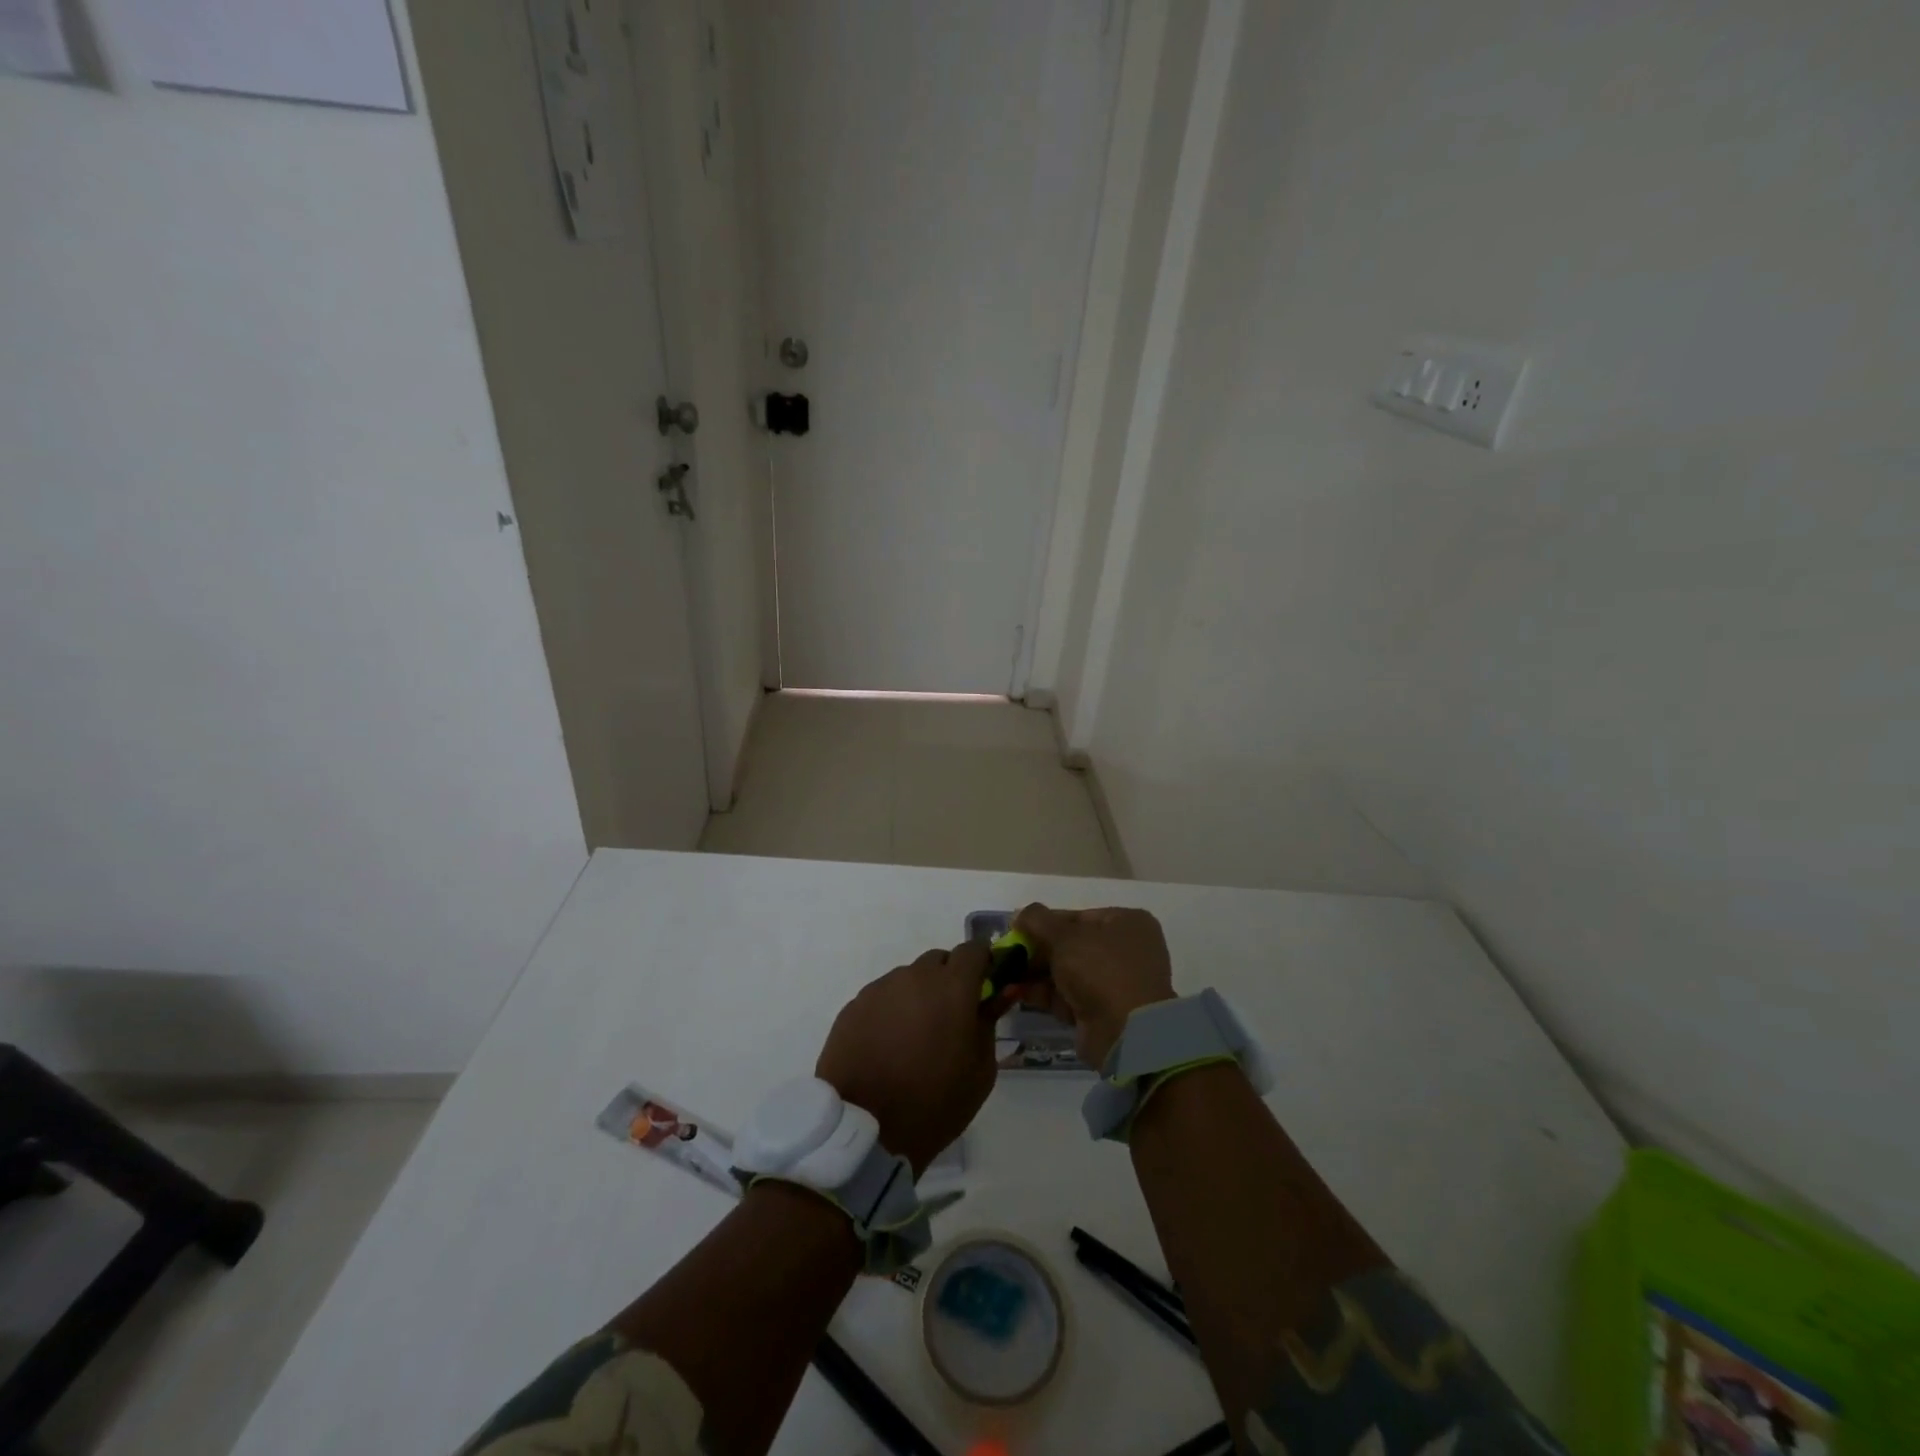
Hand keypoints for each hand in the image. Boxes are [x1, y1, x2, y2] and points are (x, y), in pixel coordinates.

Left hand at [816, 942, 1003, 1176]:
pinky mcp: (853, 1006)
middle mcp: (914, 976)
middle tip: (951, 1018)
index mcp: (952, 987)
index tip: (986, 986)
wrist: (865, 1131)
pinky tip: (888, 1046)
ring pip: (909, 978)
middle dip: (950, 980)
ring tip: (915, 1038)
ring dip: (919, 995)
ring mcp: (880, 989)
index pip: (974, 950)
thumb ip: (990, 1021)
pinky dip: (892, 1011)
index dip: (983, 963)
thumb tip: (1000, 991)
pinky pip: (882, 997)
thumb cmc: (935, 1103)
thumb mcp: (981, 1069)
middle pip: (939, 961)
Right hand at [1011, 904, 1176, 1066]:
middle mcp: (1126, 950)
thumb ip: (1037, 920)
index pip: (1078, 916)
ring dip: (1036, 973)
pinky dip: (1045, 994)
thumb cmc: (1100, 969)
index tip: (1016, 930)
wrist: (1126, 1031)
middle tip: (1008, 955)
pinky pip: (1070, 995)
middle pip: (1071, 945)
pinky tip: (1017, 993)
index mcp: (1126, 923)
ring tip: (1006, 974)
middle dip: (1037, 951)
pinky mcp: (1104, 1011)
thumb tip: (1019, 914)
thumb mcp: (1064, 936)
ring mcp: (1116, 982)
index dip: (1044, 923)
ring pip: (1068, 972)